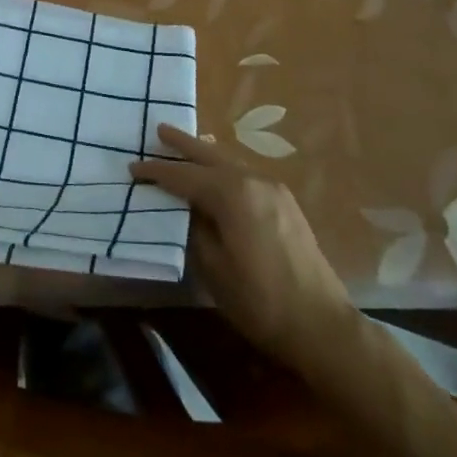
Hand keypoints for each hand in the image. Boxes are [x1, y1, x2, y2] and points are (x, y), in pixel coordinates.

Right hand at [132, 124, 351, 357]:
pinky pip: (245, 175)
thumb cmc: (260, 301)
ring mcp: (273, 190)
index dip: (156, 172)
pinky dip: (224, 169)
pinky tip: (218, 174)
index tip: (133, 167)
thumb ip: (194, 229)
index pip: (184, 176)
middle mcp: (252, 181)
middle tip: (159, 130)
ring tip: (185, 147)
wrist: (323, 326)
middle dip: (183, 144)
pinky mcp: (285, 203)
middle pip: (209, 155)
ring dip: (205, 155)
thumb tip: (186, 208)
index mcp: (231, 194)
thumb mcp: (213, 268)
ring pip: (229, 162)